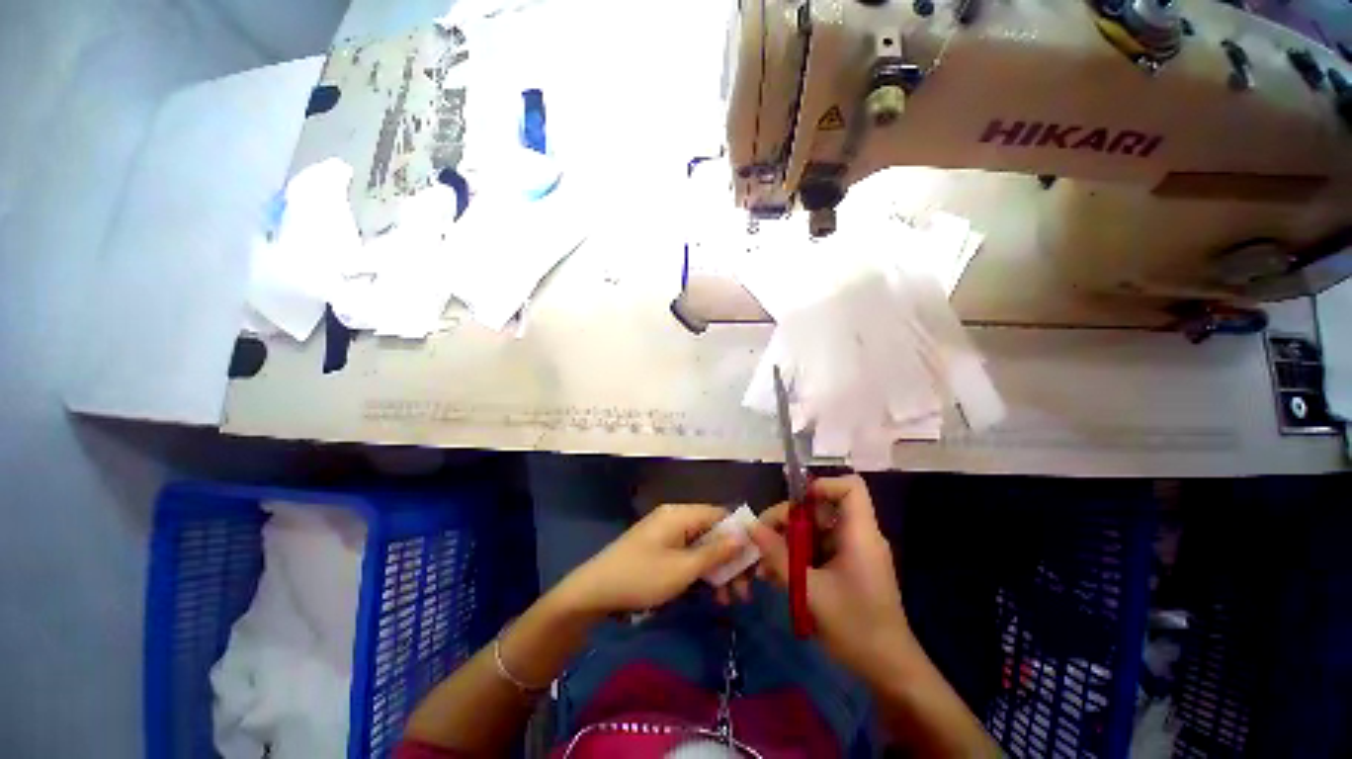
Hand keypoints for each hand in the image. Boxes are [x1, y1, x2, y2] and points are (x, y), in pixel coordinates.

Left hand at [559, 504, 744, 615]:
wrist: (594, 591)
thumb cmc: (641, 577)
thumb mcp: (683, 569)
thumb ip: (715, 552)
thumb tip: (744, 536)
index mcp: (681, 514)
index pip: (721, 514)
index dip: (740, 536)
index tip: (755, 564)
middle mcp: (676, 517)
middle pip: (713, 531)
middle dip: (730, 559)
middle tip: (743, 592)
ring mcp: (667, 533)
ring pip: (702, 545)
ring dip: (717, 569)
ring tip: (728, 599)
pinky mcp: (660, 547)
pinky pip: (688, 553)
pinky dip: (700, 570)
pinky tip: (709, 593)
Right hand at [750, 475, 914, 675]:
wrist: (889, 671)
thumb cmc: (855, 627)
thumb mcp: (809, 591)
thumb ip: (778, 556)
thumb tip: (752, 527)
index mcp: (860, 534)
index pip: (850, 487)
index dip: (821, 486)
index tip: (795, 506)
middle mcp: (859, 536)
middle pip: (822, 507)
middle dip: (790, 519)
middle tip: (763, 538)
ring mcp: (854, 553)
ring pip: (816, 529)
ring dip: (789, 541)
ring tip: (764, 562)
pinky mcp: (848, 568)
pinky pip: (819, 549)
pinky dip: (798, 556)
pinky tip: (777, 575)